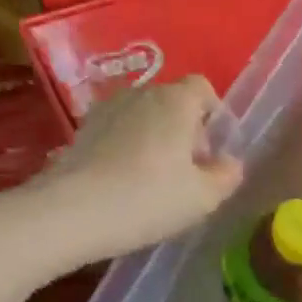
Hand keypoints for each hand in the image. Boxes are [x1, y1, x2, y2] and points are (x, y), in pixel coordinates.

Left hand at [11, 77, 243, 271]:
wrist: (71, 213)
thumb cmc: (149, 199)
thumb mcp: (204, 197)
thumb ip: (227, 176)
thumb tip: (230, 163)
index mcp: (176, 101)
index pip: (203, 88)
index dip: (215, 115)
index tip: (214, 150)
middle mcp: (141, 94)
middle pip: (173, 102)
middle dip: (187, 130)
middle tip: (189, 171)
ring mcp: (107, 109)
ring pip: (144, 117)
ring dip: (156, 139)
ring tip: (157, 179)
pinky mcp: (82, 130)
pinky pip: (119, 131)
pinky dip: (128, 148)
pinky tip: (127, 181)